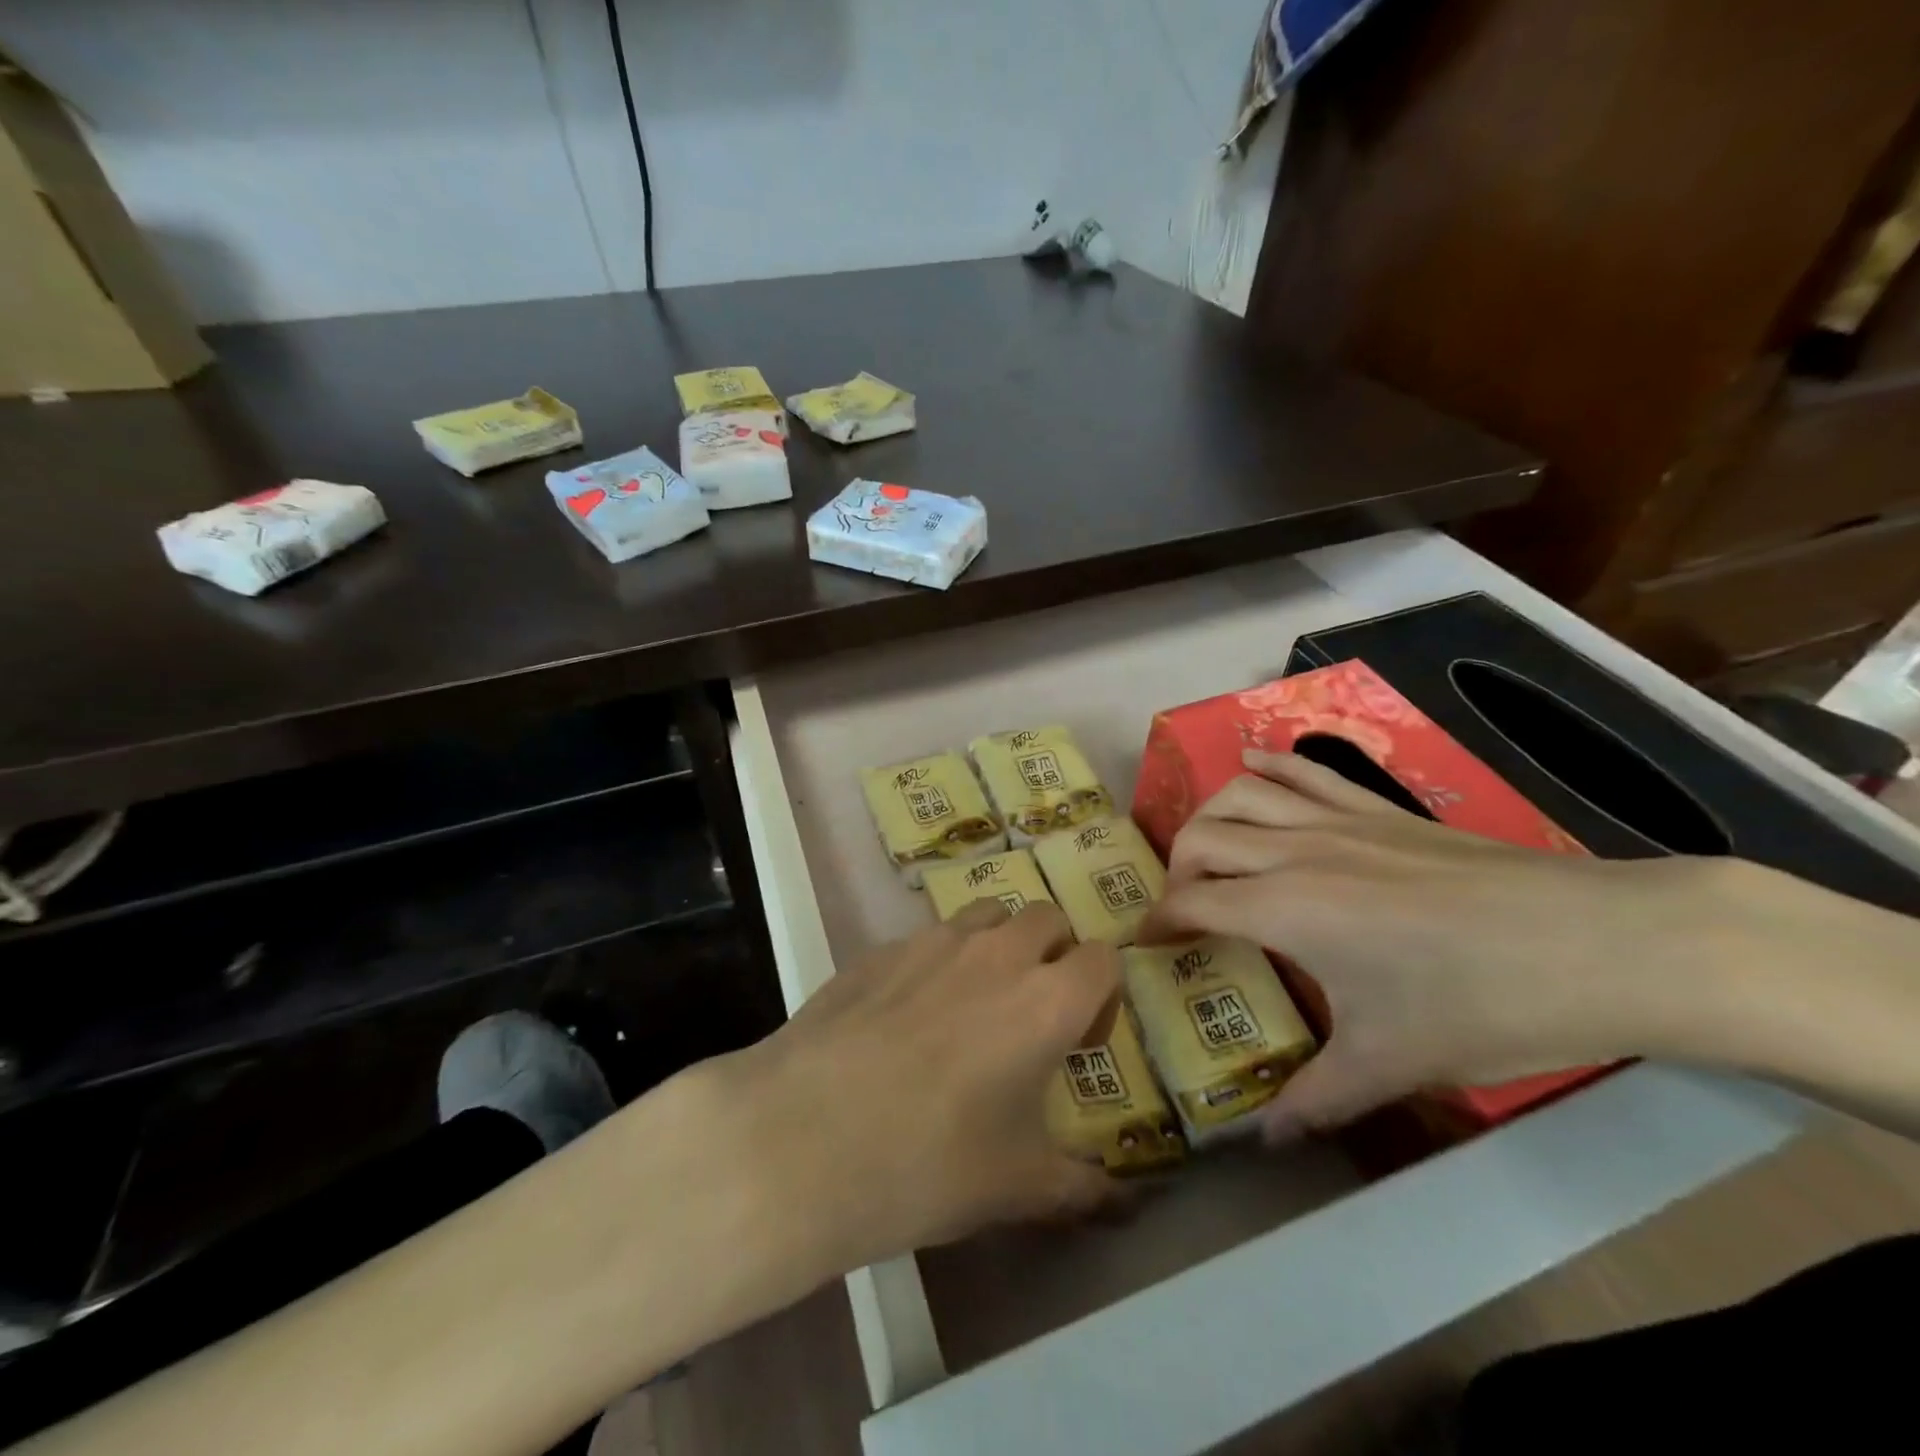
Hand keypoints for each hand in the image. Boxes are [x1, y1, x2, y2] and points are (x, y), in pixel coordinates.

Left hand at [719, 899, 1121, 1276]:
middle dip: (1055, 955)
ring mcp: (932, 942)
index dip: (1102, 996)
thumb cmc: (929, 1164)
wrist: (804, 1138)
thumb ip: (1081, 1188)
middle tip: (1031, 1014)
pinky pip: (927, 939)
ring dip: (998, 946)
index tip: (1080, 1043)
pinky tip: (904, 1020)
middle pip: (1048, 919)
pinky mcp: (879, 948)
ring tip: (972, 1005)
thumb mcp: (1017, 1187)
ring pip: (987, 915)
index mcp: (1046, 1001)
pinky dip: (937, 963)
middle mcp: (996, 954)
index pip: (1103, 958)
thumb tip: (1119, 1201)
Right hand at [1138, 750, 1824, 1139]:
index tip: (1145, 946)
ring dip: (1210, 815)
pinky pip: (1305, 771)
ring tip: (1208, 847)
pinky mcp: (1379, 808)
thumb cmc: (1485, 1004)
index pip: (1191, 902)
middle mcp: (1296, 851)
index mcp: (1286, 909)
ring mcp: (1339, 820)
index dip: (1158, 923)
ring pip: (1243, 793)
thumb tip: (1264, 1140)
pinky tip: (1251, 766)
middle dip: (1176, 870)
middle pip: (1203, 838)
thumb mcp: (1394, 1061)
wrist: (1601, 944)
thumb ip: (1318, 1098)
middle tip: (1184, 908)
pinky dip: (1268, 765)